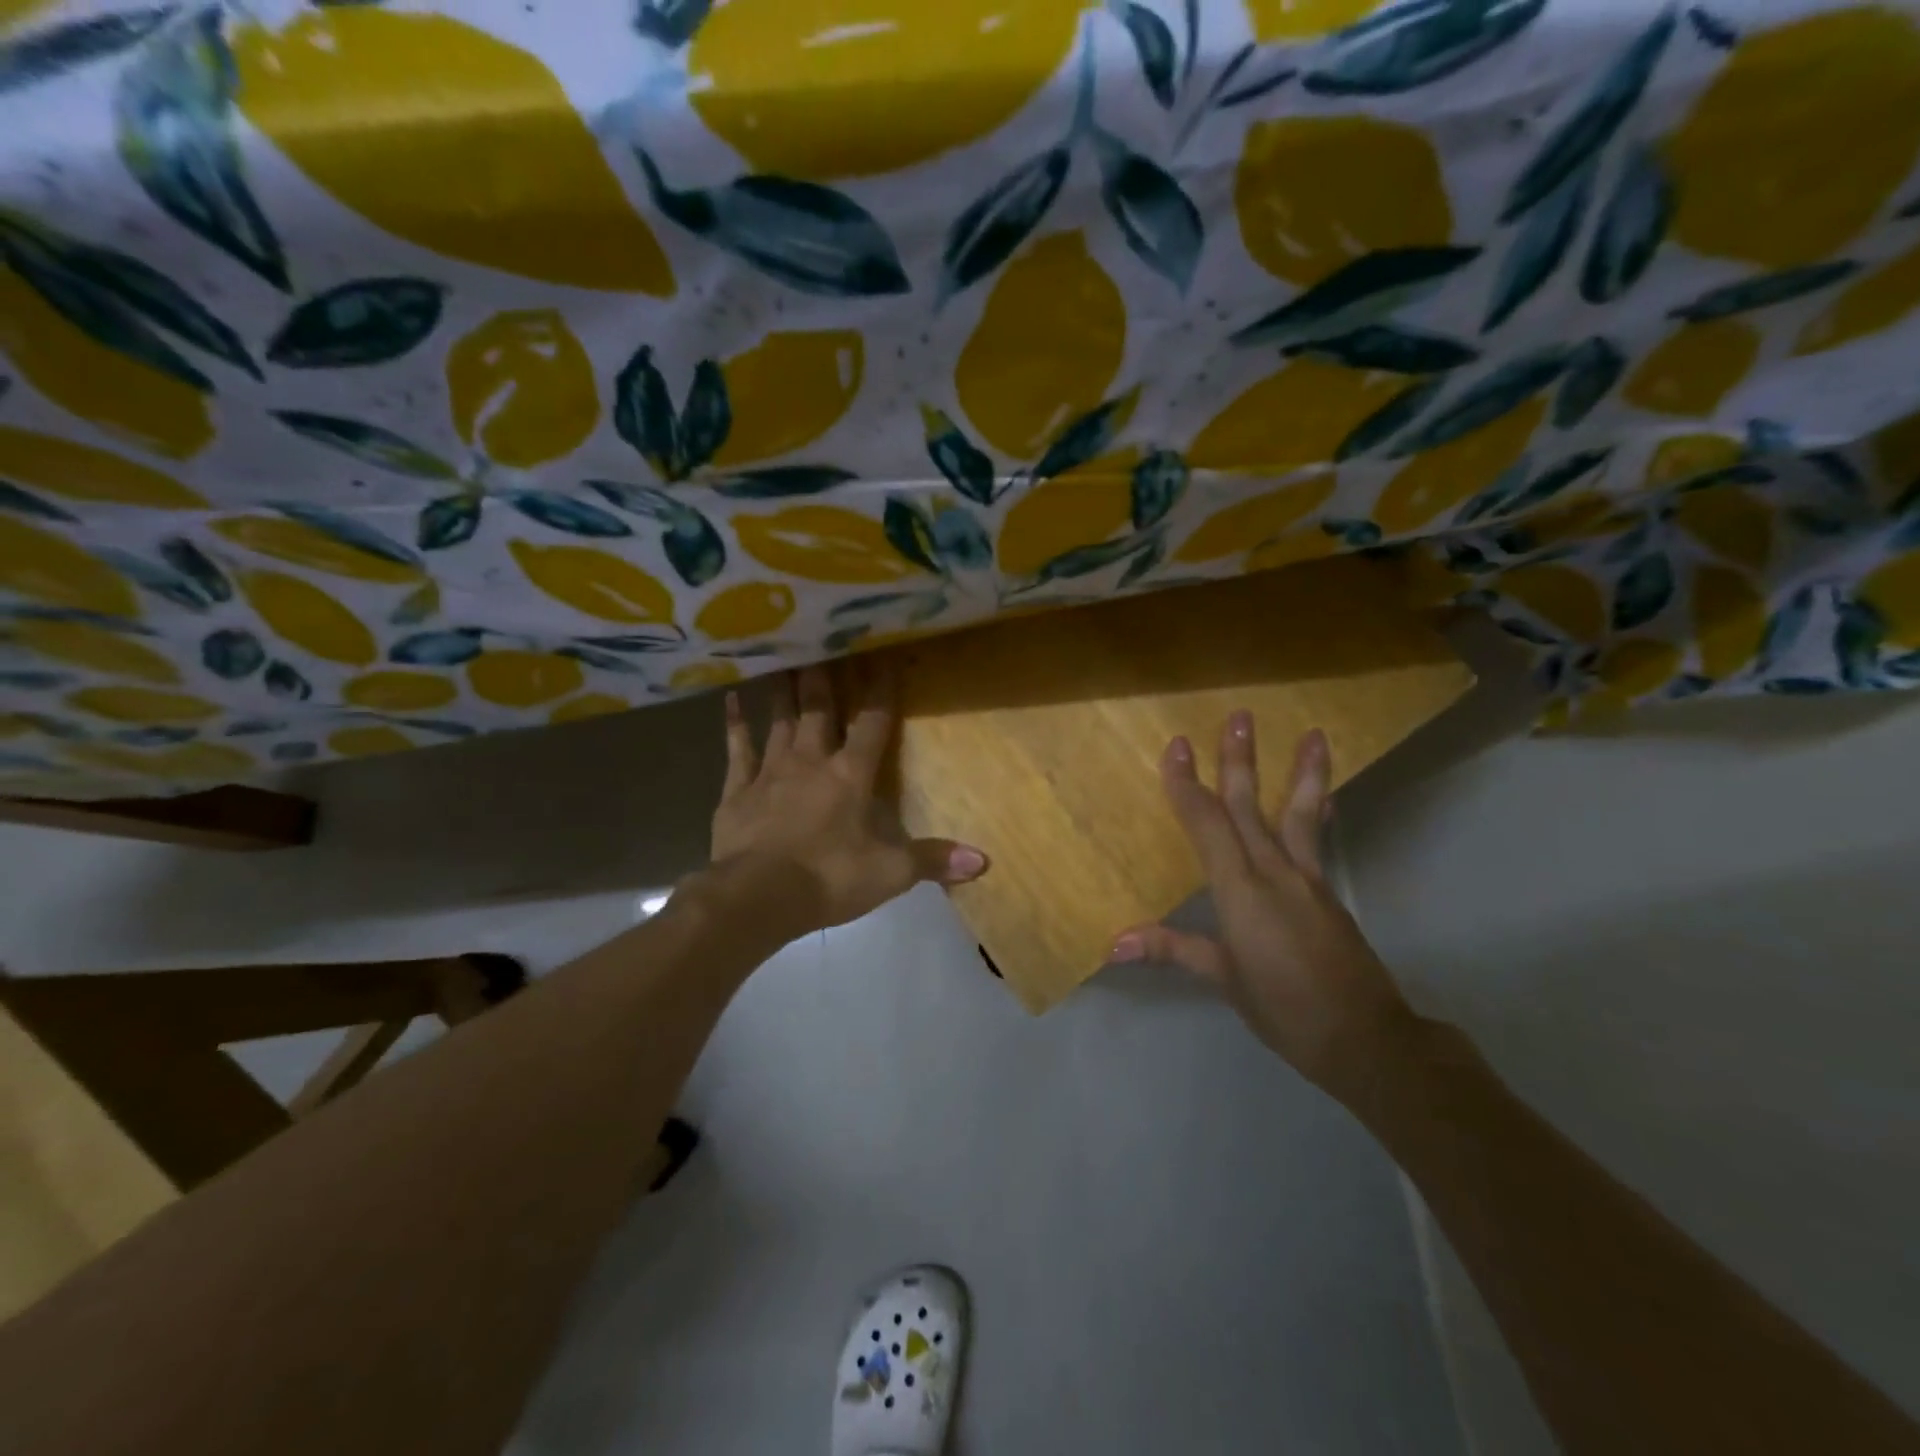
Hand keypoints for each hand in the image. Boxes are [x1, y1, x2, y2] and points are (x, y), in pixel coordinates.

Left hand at [709, 663, 987, 935]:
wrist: (757, 897)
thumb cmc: (829, 878)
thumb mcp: (890, 873)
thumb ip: (934, 860)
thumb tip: (984, 862)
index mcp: (851, 775)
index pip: (872, 722)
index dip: (881, 690)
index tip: (884, 655)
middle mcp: (811, 761)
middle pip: (820, 709)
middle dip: (825, 675)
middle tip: (822, 639)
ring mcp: (771, 772)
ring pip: (781, 720)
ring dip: (785, 690)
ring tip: (785, 657)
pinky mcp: (738, 790)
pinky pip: (738, 748)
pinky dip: (735, 724)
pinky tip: (731, 698)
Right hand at [1108, 715, 1416, 1100]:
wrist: (1366, 1039)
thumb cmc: (1284, 1009)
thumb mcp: (1224, 979)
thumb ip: (1173, 949)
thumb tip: (1115, 944)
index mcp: (1240, 890)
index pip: (1207, 824)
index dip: (1187, 784)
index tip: (1176, 747)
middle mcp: (1274, 872)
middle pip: (1249, 807)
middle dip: (1239, 761)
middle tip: (1239, 716)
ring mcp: (1307, 880)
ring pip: (1298, 814)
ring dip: (1302, 772)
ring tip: (1315, 734)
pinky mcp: (1328, 893)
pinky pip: (1316, 841)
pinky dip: (1317, 812)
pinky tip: (1325, 798)